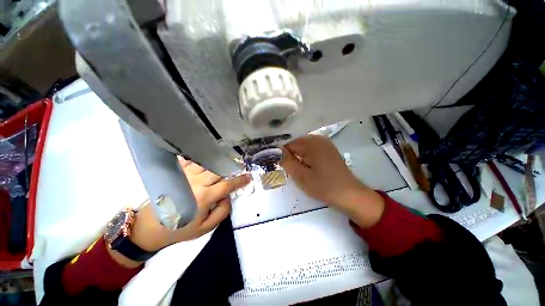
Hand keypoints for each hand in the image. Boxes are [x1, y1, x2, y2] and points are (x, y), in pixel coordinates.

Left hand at [110, 157, 250, 267]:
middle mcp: (196, 183)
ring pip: (208, 164)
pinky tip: (206, 161)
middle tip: (237, 168)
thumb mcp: (205, 228)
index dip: (240, 180)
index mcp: (204, 197)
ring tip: (224, 164)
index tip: (248, 176)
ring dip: (218, 164)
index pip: (228, 185)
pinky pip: (192, 160)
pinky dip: (201, 159)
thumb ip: (222, 212)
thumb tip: (228, 197)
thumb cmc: (180, 228)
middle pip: (219, 170)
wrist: (150, 227)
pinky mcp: (176, 173)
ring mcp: (185, 175)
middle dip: (230, 169)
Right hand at [280, 135, 383, 227]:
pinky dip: (305, 156)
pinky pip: (311, 149)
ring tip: (295, 168)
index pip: (289, 142)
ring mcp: (325, 144)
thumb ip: (287, 162)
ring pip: (303, 147)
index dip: (280, 152)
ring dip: (297, 156)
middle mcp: (318, 139)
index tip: (276, 162)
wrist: (350, 195)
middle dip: (289, 154)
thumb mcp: (301, 176)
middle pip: (296, 143)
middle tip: (286, 168)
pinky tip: (305, 166)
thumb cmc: (324, 186)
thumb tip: (276, 151)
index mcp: (312, 143)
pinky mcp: (328, 150)